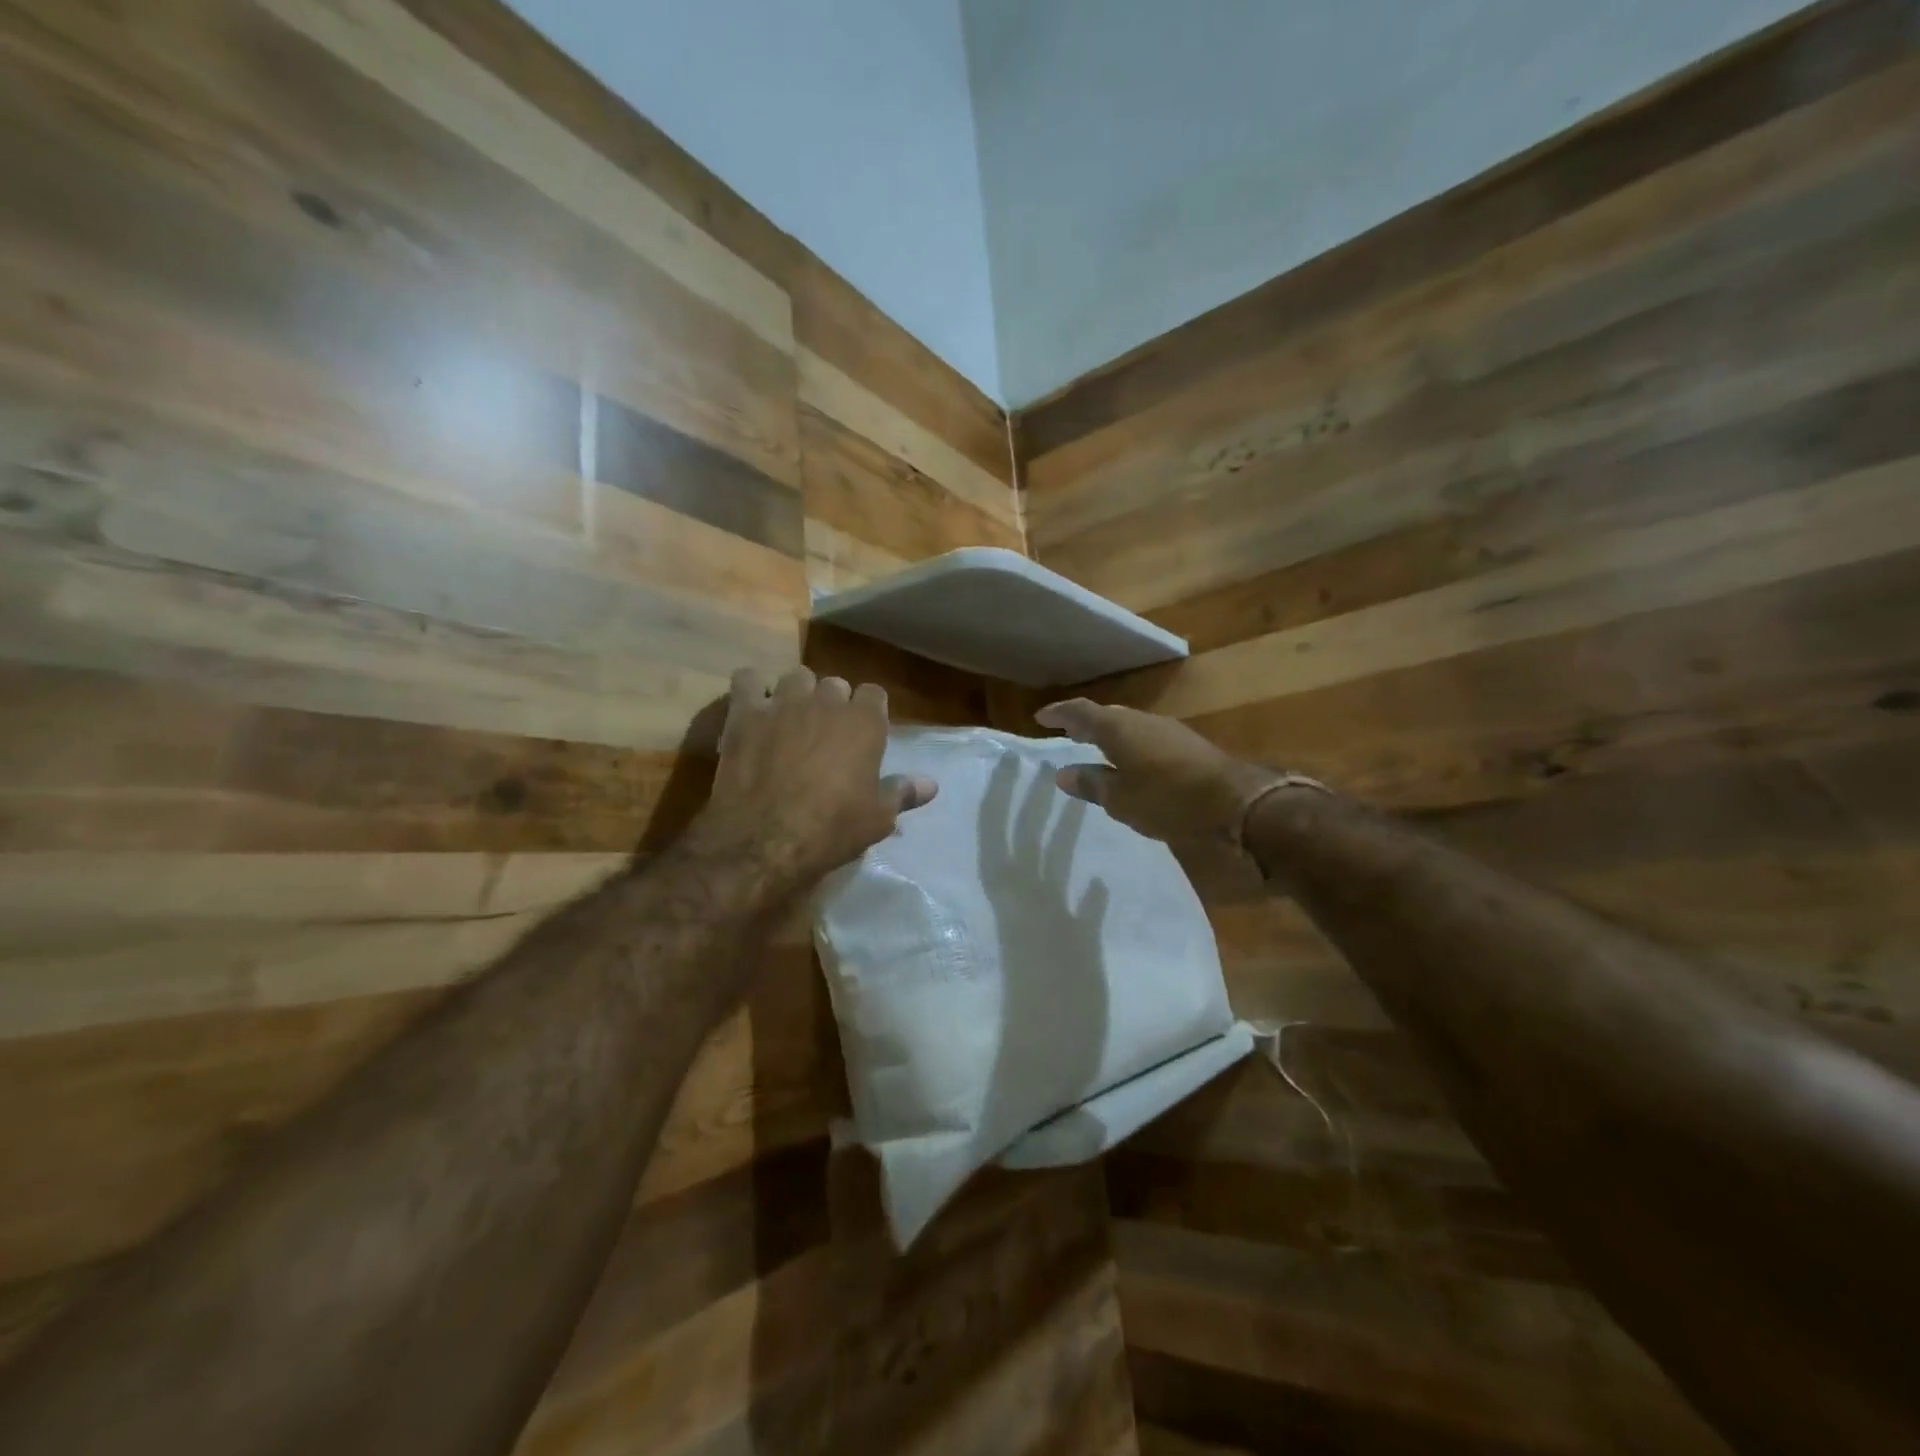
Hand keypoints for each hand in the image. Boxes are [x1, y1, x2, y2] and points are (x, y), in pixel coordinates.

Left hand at [695, 667, 937, 888]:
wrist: (765, 839)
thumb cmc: (832, 829)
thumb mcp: (877, 818)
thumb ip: (903, 792)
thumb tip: (930, 784)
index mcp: (864, 722)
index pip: (875, 694)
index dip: (869, 712)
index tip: (863, 734)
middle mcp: (826, 701)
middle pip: (835, 684)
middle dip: (833, 703)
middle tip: (826, 735)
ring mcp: (783, 703)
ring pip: (795, 677)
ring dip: (797, 694)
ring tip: (790, 721)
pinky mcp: (744, 713)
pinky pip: (748, 680)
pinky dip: (752, 689)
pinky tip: (753, 709)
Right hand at [1034, 698, 1279, 844]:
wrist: (1235, 801)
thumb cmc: (1166, 799)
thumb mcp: (1120, 800)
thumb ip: (1091, 784)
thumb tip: (1064, 774)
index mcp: (1117, 728)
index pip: (1080, 712)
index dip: (1060, 713)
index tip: (1041, 718)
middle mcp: (1141, 720)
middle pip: (1107, 716)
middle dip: (1086, 723)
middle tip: (1069, 734)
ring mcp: (1168, 730)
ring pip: (1130, 726)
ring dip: (1111, 735)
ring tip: (1097, 750)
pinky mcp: (1188, 745)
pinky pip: (1148, 737)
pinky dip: (1132, 745)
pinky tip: (1134, 764)